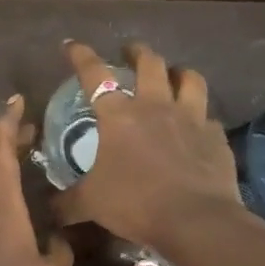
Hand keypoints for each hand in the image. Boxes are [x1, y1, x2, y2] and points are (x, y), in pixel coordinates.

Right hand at [54, 40, 246, 245]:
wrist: (194, 219)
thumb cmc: (135, 203)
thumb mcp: (91, 204)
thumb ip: (67, 202)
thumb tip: (48, 209)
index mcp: (119, 116)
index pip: (94, 74)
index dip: (81, 56)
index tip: (72, 46)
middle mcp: (155, 106)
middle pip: (149, 63)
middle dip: (137, 52)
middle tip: (130, 52)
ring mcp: (191, 118)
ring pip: (189, 79)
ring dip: (178, 72)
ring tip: (173, 74)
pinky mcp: (216, 137)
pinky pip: (208, 117)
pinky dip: (200, 116)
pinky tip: (197, 125)